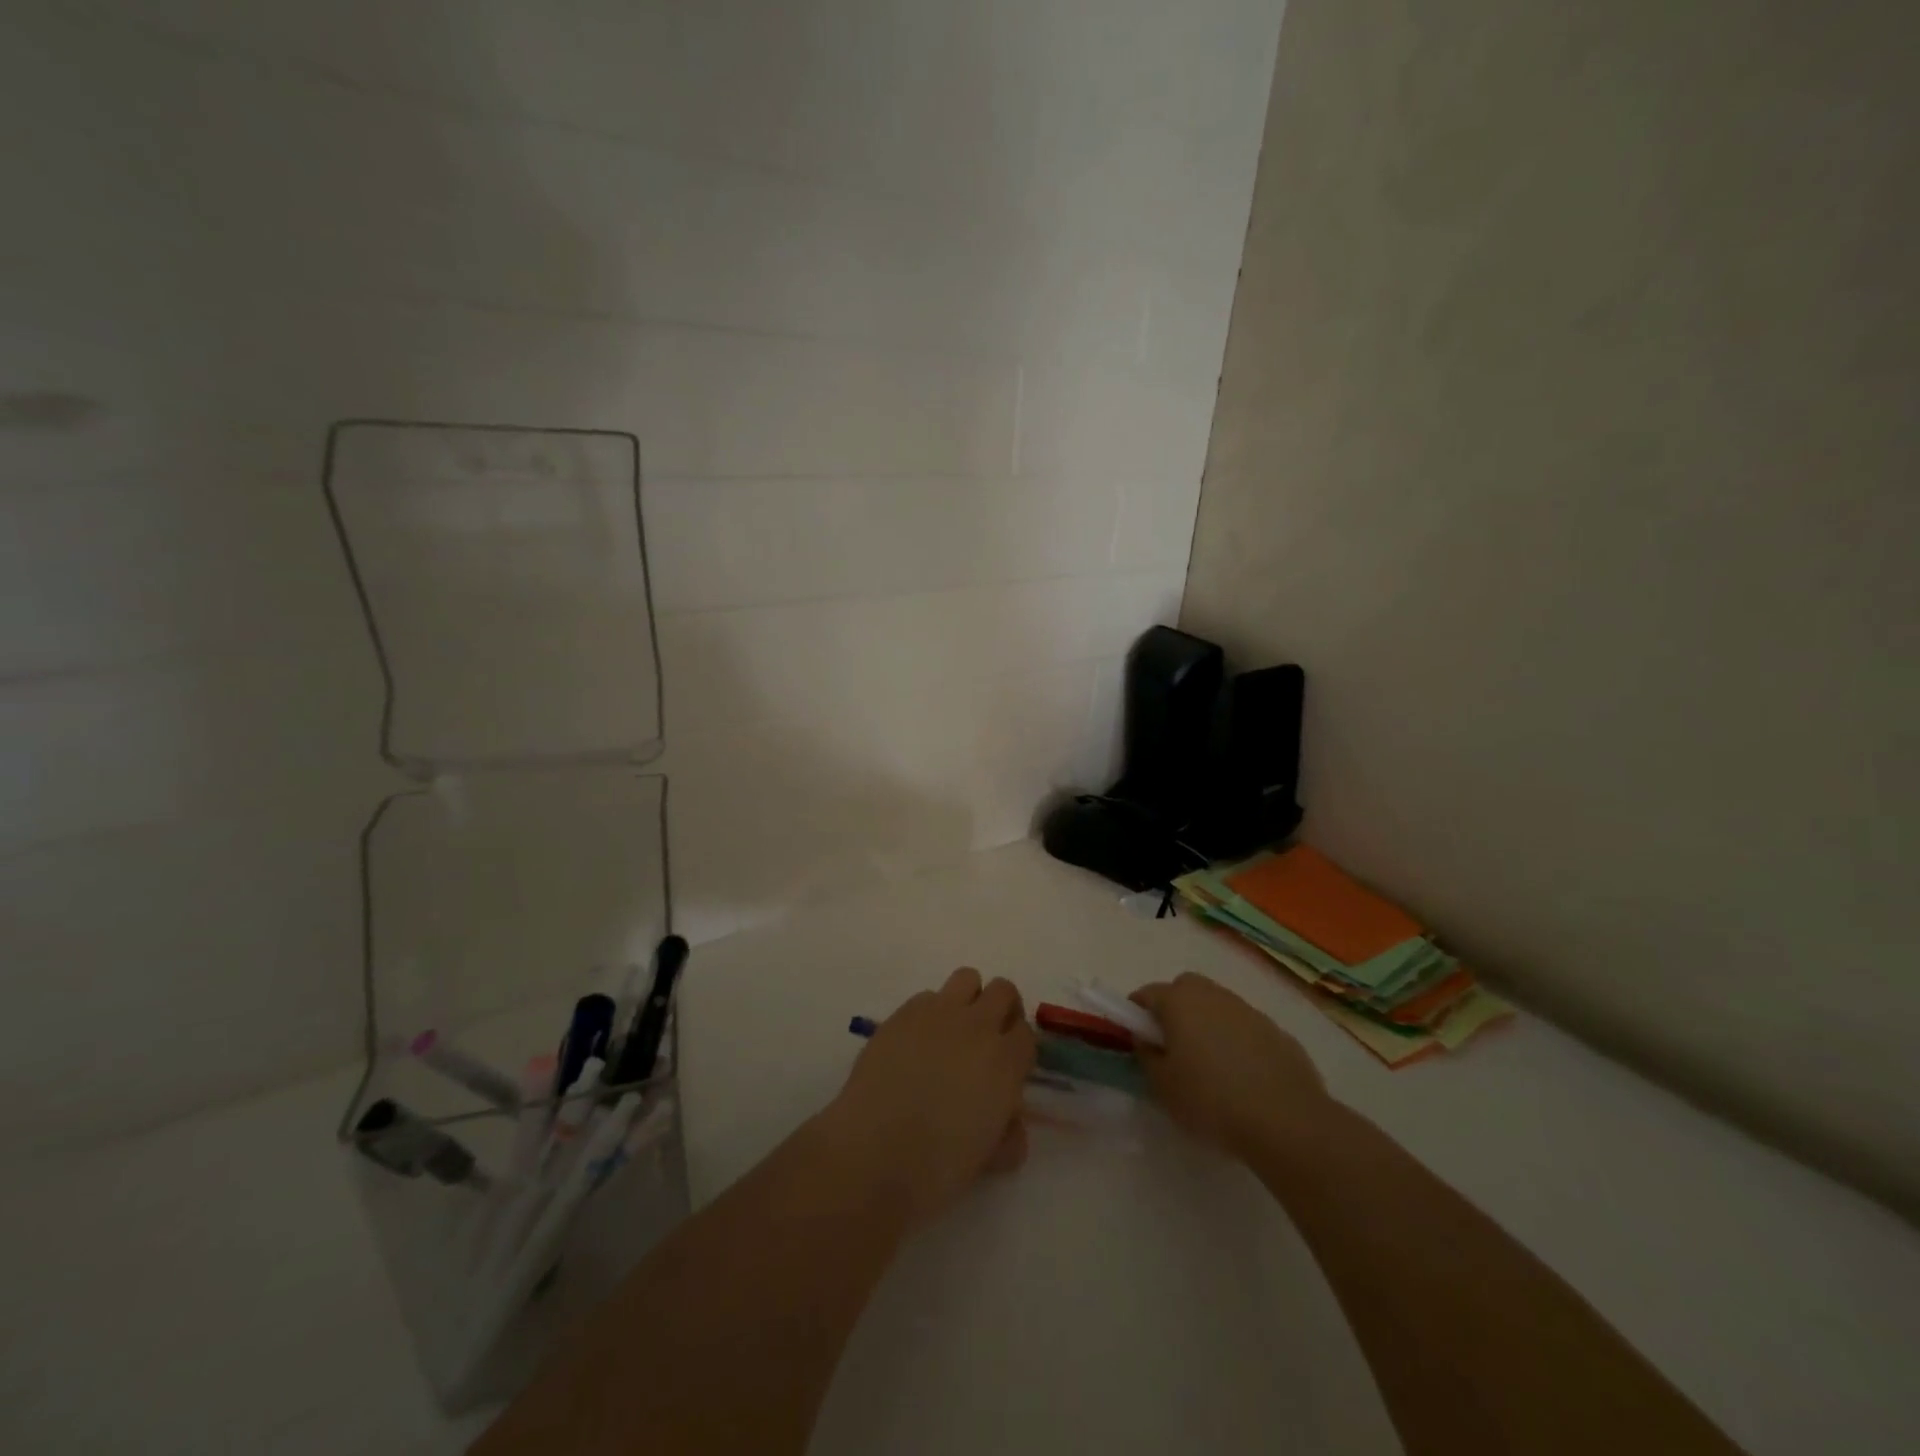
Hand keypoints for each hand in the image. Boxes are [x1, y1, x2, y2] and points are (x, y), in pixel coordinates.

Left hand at [818, 967, 1036, 1226]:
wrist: (874, 1154)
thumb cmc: (937, 1168)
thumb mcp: (989, 1159)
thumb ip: (1008, 1134)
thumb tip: (1008, 1123)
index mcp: (1005, 1062)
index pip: (1027, 1034)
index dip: (1018, 1050)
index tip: (1008, 1069)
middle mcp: (977, 1026)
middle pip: (1003, 991)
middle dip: (1001, 1011)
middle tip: (986, 1041)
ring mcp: (938, 1013)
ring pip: (967, 979)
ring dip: (968, 1000)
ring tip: (953, 1032)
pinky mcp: (903, 1013)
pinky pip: (927, 997)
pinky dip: (929, 1014)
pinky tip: (915, 1045)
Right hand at [1131, 972, 1334, 1160]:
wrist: (1287, 1121)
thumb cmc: (1211, 1100)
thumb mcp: (1162, 1086)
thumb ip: (1147, 1056)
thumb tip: (1147, 1039)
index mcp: (1179, 1001)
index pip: (1146, 994)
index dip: (1137, 1015)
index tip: (1139, 1040)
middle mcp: (1212, 994)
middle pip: (1184, 990)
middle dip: (1174, 1010)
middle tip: (1173, 1048)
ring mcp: (1248, 1010)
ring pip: (1217, 1007)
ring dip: (1208, 1025)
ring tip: (1210, 1066)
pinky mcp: (1277, 1031)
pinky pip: (1245, 1029)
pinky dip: (1238, 1042)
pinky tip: (1243, 1078)